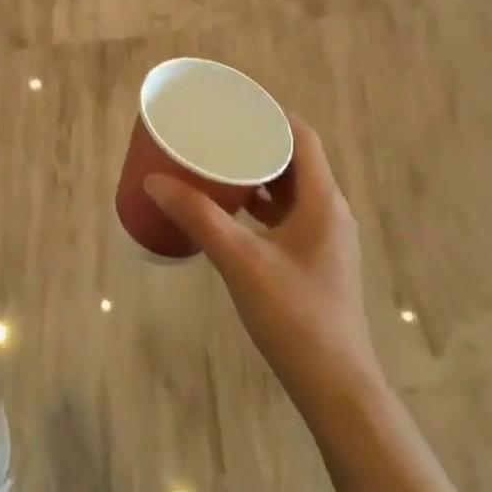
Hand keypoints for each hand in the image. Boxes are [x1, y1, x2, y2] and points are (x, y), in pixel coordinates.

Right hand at [146, 113, 375, 409]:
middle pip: (296, 161)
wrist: (336, 387)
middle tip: (218, 133)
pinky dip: (263, 205)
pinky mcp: (317, 262)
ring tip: (219, 166)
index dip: (272, 115)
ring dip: (259, 175)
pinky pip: (289, 216)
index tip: (235, 105)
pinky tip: (232, 214)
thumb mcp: (240, 261)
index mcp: (322, 201)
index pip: (302, 137)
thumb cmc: (294, 315)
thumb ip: (199, 217)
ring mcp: (326, 240)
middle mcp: (330, 212)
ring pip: (292, 190)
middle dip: (258, 143)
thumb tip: (155, 180)